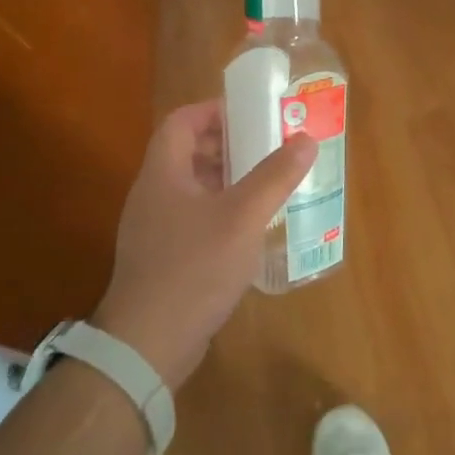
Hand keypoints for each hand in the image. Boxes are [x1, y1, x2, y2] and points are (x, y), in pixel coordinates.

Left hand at [94, 100, 316, 388]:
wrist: (148, 344)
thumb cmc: (194, 268)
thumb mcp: (243, 217)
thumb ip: (275, 177)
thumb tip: (306, 140)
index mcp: (163, 175)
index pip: (181, 122)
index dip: (213, 110)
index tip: (252, 114)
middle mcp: (153, 196)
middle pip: (187, 153)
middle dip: (229, 145)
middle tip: (269, 147)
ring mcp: (154, 230)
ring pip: (193, 188)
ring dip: (228, 179)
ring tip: (267, 184)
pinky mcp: (163, 258)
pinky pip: (193, 218)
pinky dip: (221, 211)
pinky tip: (250, 228)